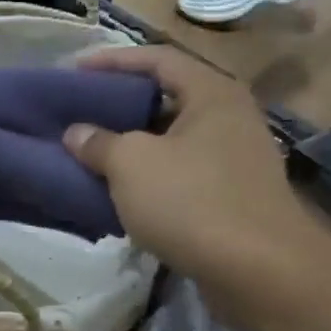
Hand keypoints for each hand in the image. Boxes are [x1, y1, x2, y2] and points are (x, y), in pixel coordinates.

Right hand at [63, 47, 329, 295]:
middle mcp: (229, 118)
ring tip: (92, 155)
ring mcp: (234, 161)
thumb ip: (100, 143)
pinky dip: (150, 180)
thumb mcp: (132, 165)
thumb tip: (76, 133)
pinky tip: (121, 195)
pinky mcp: (232, 199)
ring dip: (132, 148)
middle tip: (80, 115)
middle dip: (120, 107)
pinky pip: (182, 177)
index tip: (73, 71)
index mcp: (212, 94)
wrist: (258, 271)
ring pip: (173, 143)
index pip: (157, 59)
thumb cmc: (192, 202)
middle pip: (166, 99)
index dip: (112, 61)